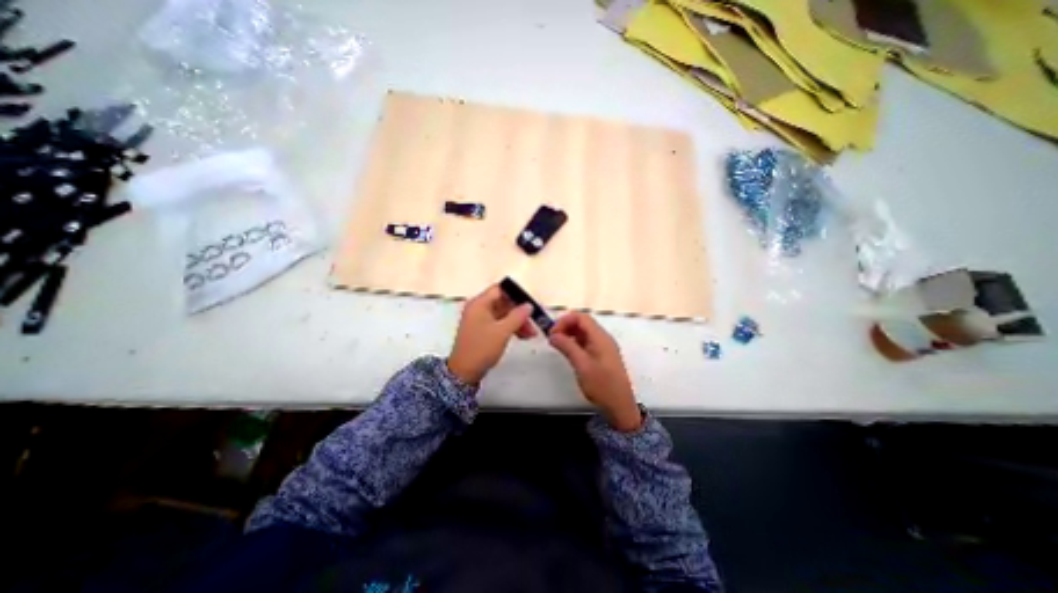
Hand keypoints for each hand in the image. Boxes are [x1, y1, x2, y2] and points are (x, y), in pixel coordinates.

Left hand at [445, 286, 532, 387]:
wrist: (464, 372)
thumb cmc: (482, 348)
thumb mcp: (502, 331)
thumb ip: (517, 316)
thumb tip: (528, 305)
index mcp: (479, 304)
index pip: (499, 290)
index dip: (515, 294)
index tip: (529, 303)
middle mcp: (478, 308)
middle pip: (503, 302)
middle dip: (519, 311)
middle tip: (533, 321)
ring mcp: (479, 320)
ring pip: (503, 314)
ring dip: (517, 321)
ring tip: (531, 333)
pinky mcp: (482, 331)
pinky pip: (499, 323)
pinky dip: (511, 328)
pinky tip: (522, 336)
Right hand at [550, 313, 640, 432]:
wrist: (620, 406)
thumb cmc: (602, 385)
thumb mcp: (581, 365)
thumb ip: (567, 347)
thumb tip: (553, 335)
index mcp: (600, 337)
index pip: (581, 317)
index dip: (565, 320)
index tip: (552, 332)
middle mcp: (603, 338)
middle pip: (583, 322)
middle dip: (566, 326)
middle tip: (553, 338)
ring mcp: (603, 347)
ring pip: (584, 332)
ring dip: (570, 334)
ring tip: (557, 344)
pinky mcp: (602, 355)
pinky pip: (587, 341)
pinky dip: (575, 342)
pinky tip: (567, 350)